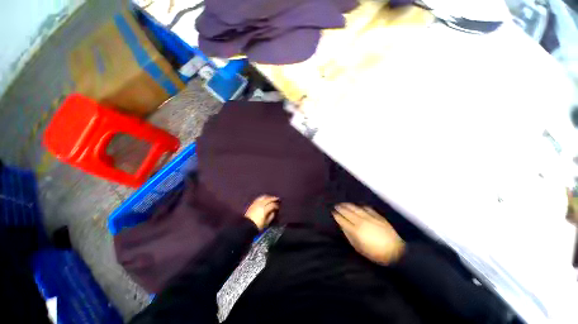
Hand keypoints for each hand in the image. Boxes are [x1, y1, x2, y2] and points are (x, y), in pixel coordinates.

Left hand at [244, 195, 279, 230]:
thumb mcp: (266, 223)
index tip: (278, 207)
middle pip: (268, 199)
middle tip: (278, 199)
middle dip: (273, 199)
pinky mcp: (252, 204)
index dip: (276, 206)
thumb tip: (274, 211)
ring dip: (268, 197)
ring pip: (264, 197)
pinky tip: (265, 199)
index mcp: (265, 209)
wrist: (246, 226)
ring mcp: (256, 203)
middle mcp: (260, 204)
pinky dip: (263, 198)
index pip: (272, 205)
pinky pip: (259, 198)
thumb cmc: (257, 226)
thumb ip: (271, 216)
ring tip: (272, 198)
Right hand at [333, 203, 404, 264]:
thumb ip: (349, 236)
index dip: (337, 216)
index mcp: (355, 230)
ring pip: (356, 209)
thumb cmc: (375, 253)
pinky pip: (367, 208)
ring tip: (344, 203)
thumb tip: (343, 227)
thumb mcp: (359, 248)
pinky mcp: (377, 216)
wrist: (395, 251)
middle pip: (348, 212)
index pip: (343, 220)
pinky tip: (359, 206)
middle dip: (341, 208)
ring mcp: (369, 218)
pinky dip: (361, 207)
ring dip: (349, 205)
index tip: (333, 213)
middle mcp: (361, 222)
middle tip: (336, 206)